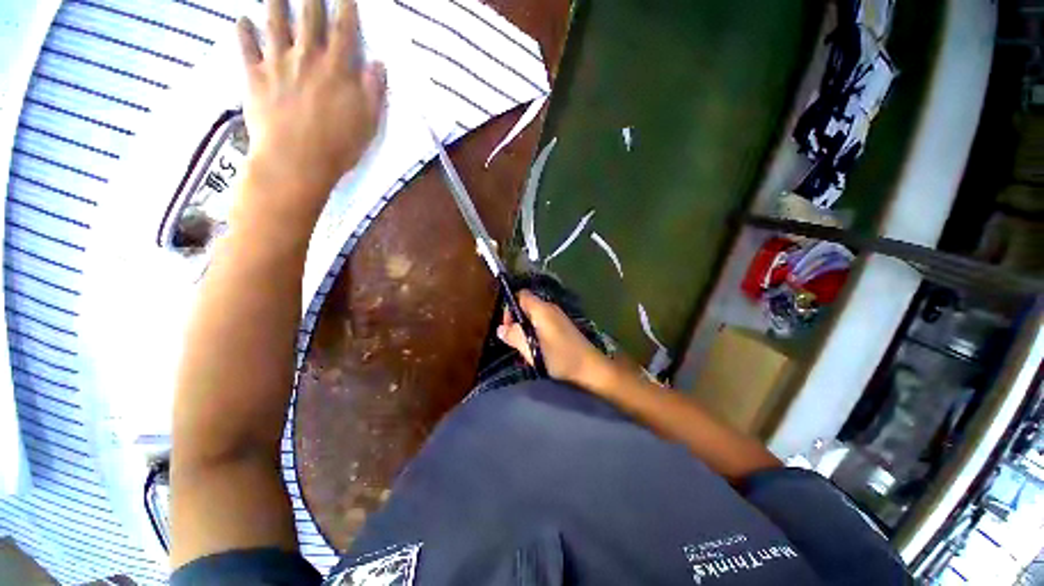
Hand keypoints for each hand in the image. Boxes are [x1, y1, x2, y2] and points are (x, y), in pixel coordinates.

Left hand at [235, 0, 385, 230]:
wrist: (296, 162)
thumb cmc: (339, 146)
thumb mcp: (368, 123)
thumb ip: (374, 91)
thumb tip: (379, 63)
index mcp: (337, 69)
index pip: (344, 29)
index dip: (346, 7)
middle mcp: (307, 57)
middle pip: (309, 17)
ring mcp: (277, 64)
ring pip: (275, 23)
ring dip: (276, 2)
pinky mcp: (254, 77)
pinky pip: (246, 48)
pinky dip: (243, 31)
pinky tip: (242, 19)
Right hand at [497, 291, 619, 390]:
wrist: (591, 369)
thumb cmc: (560, 357)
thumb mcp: (532, 348)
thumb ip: (514, 336)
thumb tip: (500, 329)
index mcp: (542, 309)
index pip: (521, 295)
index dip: (510, 307)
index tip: (508, 327)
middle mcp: (550, 309)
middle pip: (526, 306)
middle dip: (517, 321)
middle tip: (514, 340)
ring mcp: (558, 318)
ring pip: (534, 317)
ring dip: (526, 329)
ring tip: (525, 347)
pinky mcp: (563, 328)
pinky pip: (543, 324)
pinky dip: (535, 333)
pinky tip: (537, 349)